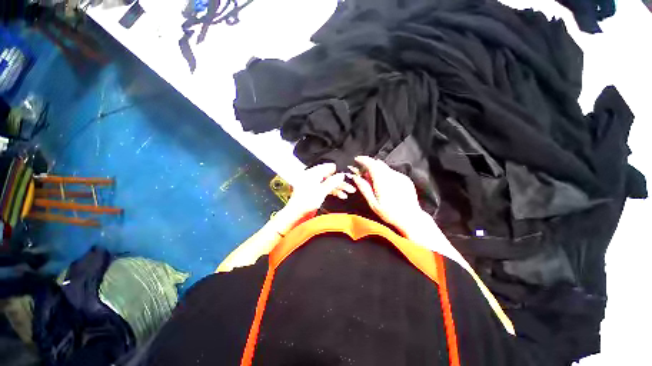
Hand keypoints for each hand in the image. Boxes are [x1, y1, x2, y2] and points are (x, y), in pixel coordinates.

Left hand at [273, 163, 355, 234]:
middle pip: (330, 175)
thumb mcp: (321, 191)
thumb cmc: (307, 201)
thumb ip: (332, 182)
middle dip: (341, 180)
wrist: (296, 214)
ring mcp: (315, 183)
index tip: (349, 174)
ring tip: (350, 191)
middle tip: (352, 185)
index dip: (339, 170)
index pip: (328, 166)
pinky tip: (342, 195)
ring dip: (339, 186)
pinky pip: (327, 188)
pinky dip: (334, 191)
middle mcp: (314, 176)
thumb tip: (342, 174)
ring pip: (330, 182)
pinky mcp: (316, 190)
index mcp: (313, 173)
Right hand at [348, 156, 432, 237]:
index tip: (356, 159)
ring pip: (385, 167)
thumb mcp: (373, 203)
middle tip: (362, 171)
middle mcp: (392, 175)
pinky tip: (383, 183)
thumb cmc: (389, 213)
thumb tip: (355, 177)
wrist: (411, 218)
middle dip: (369, 164)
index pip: (372, 164)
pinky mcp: (405, 178)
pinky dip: (384, 173)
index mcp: (383, 181)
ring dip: (377, 168)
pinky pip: (392, 172)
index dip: (363, 160)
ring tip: (372, 177)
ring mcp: (400, 176)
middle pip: (378, 163)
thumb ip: (364, 188)